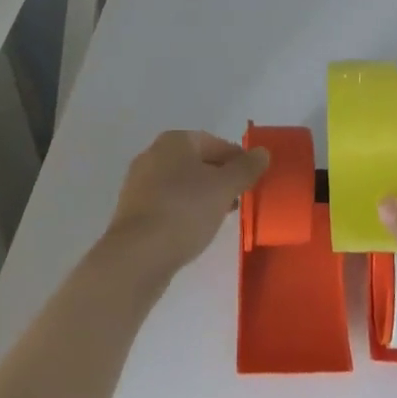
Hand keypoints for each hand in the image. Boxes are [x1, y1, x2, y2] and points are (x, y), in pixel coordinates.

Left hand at [101, 130, 269, 283]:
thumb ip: (246, 168)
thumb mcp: (224, 188)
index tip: (253, 181)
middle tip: (239, 199)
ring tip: (220, 218)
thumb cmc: (185, 211)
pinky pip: (167, 203)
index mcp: (175, 141)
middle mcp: (153, 154)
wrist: (137, 256)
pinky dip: (184, 211)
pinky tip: (194, 230)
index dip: (238, 160)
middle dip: (220, 179)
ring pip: (181, 184)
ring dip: (202, 196)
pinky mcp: (133, 211)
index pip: (215, 143)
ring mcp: (139, 183)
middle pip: (197, 162)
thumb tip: (263, 152)